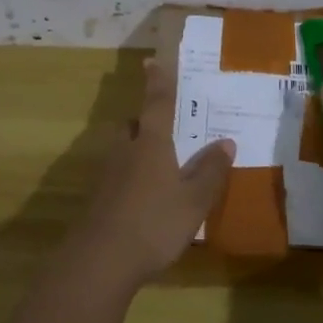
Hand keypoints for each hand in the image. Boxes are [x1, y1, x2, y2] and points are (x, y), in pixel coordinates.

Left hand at [68, 56, 234, 288]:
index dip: (158, 82)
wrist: (99, 262)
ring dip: (137, 150)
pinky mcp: (97, 199)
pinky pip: (117, 175)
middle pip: (133, 125)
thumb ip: (210, 171)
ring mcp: (107, 175)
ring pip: (123, 150)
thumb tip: (225, 142)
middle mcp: (125, 150)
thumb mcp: (194, 200)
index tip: (152, 61)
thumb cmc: (154, 223)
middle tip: (166, 129)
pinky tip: (144, 198)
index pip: (157, 103)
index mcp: (150, 143)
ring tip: (160, 166)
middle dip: (146, 122)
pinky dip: (131, 177)